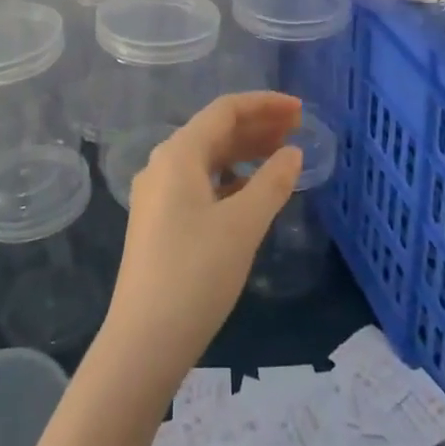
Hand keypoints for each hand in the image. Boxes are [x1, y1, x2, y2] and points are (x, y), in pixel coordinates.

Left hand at [102, 92, 303, 386]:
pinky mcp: (159, 222)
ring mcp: (157, 195)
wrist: (144, 340)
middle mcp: (163, 165)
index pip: (225, 111)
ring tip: (282, 155)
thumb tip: (293, 153)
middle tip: (297, 130)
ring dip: (244, 153)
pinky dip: (230, 179)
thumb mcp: (243, 225)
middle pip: (215, 132)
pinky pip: (200, 184)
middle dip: (257, 126)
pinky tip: (252, 192)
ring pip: (207, 159)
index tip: (300, 110)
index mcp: (178, 154)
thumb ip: (272, 183)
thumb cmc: (196, 273)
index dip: (264, 104)